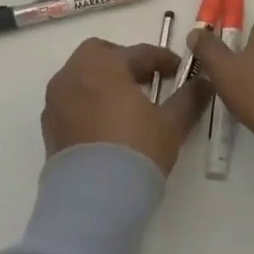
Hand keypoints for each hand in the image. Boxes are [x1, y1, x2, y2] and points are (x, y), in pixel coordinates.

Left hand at [42, 39, 208, 175]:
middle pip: (99, 54)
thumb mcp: (171, 124)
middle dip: (123, 61)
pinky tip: (105, 122)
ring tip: (125, 101)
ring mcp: (56, 101)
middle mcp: (74, 75)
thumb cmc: (135, 150)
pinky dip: (87, 100)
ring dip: (102, 80)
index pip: (138, 52)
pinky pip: (70, 100)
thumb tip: (205, 83)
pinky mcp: (48, 127)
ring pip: (80, 76)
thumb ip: (189, 98)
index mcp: (104, 65)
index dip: (162, 59)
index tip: (179, 69)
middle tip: (146, 79)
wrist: (92, 201)